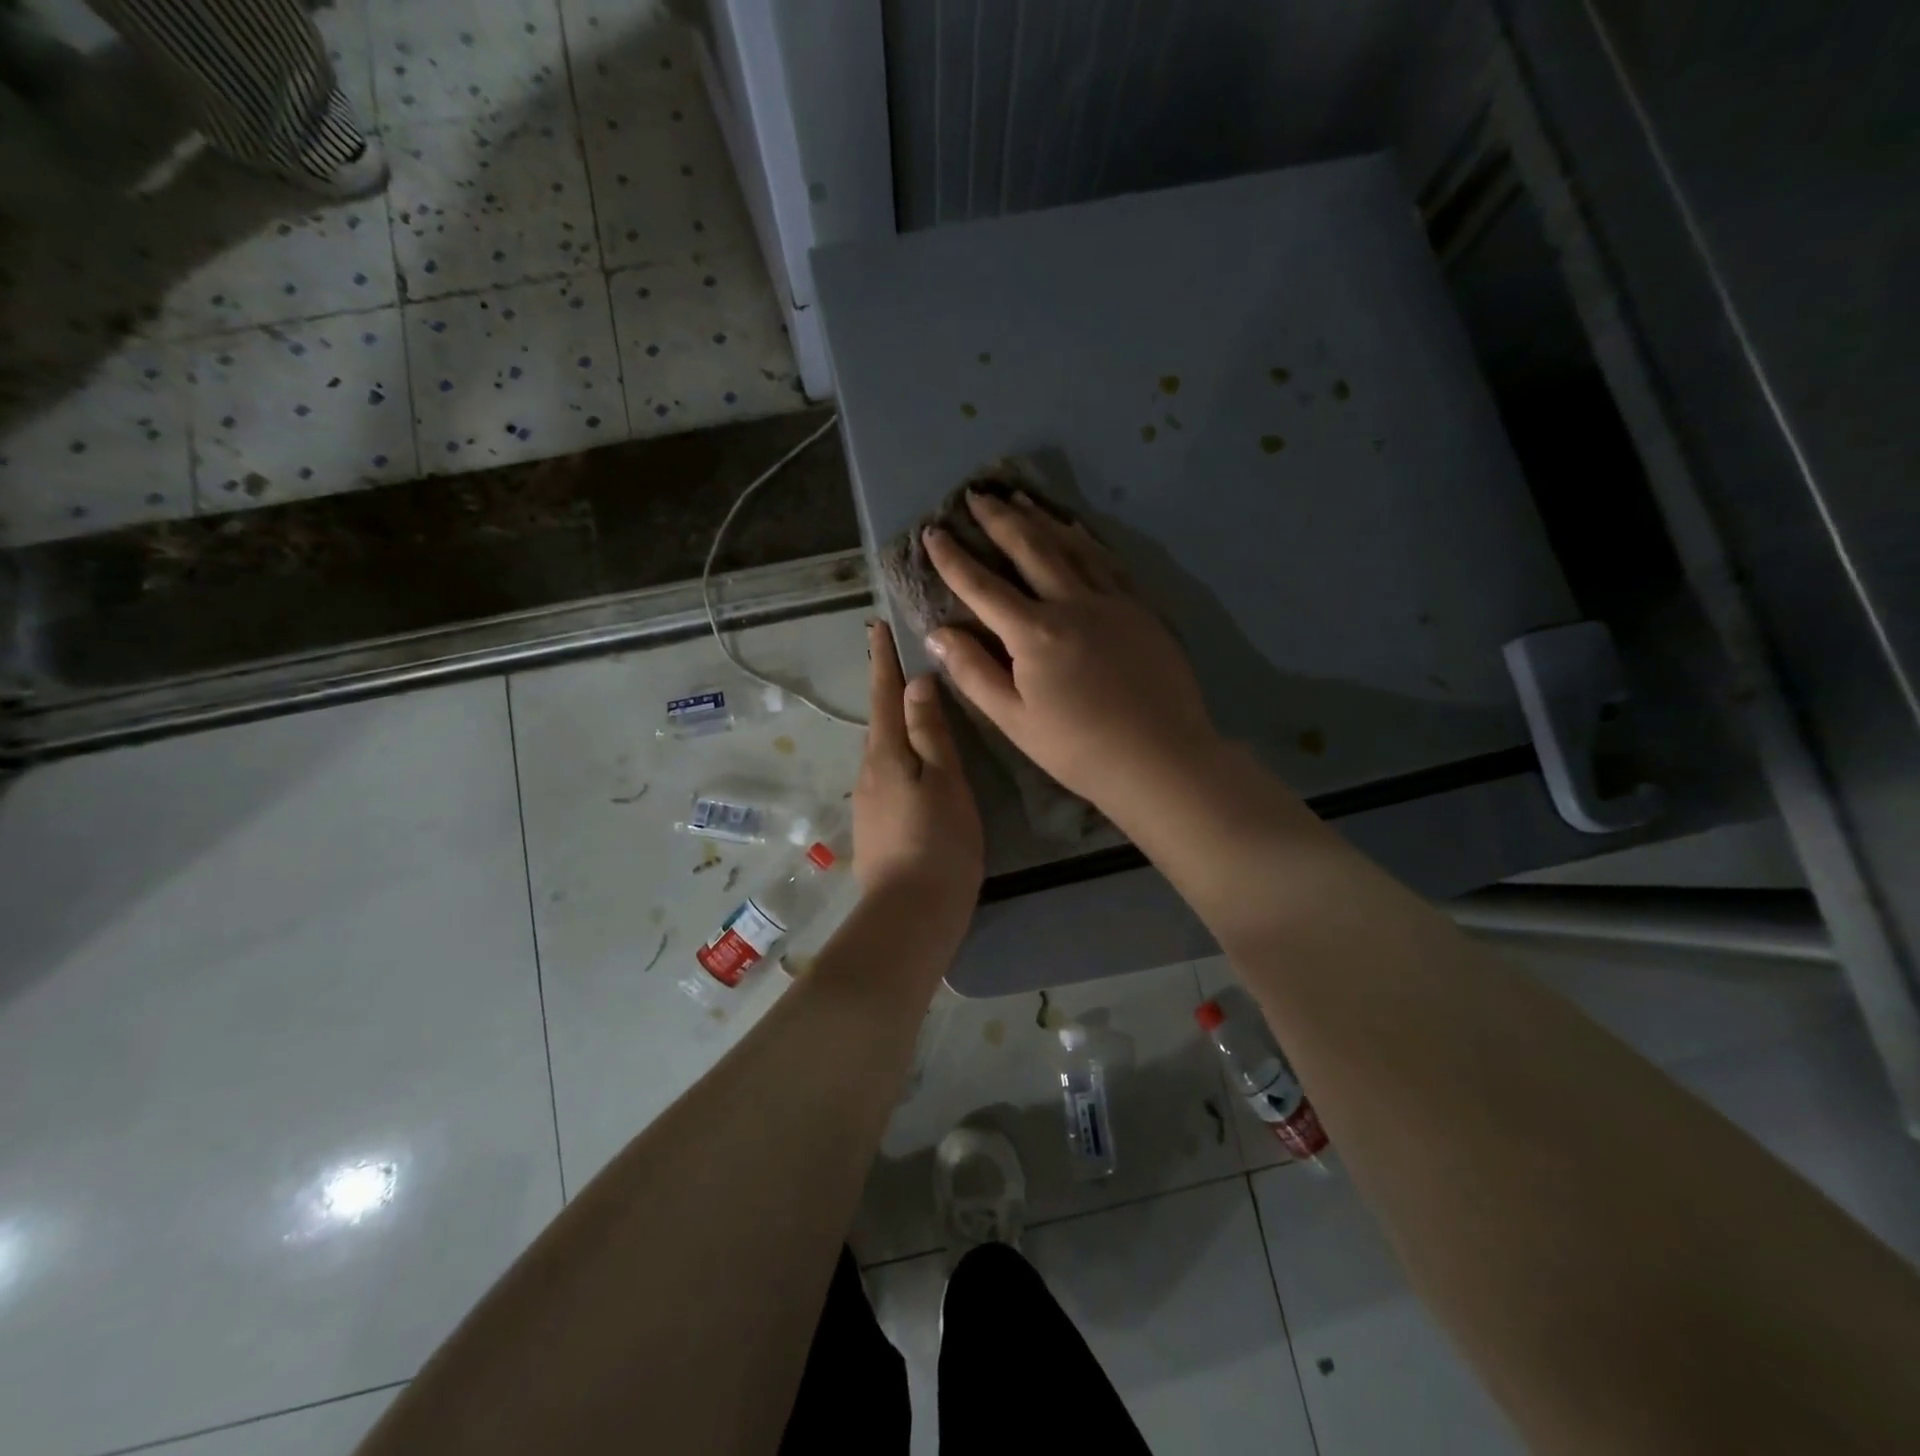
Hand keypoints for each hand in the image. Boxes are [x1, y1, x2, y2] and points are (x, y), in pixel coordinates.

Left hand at [852, 620, 983, 924]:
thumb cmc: (939, 843)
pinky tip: (914, 758)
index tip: (876, 626)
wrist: (910, 915)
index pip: (883, 694)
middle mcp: (868, 771)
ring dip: (893, 719)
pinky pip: (887, 772)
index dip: (882, 660)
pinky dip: (899, 751)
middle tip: (901, 657)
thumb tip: (916, 683)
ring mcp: (868, 800)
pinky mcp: (876, 824)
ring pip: (883, 747)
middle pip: (879, 719)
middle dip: (886, 686)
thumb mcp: (944, 782)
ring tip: (913, 701)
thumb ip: (929, 733)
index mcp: (886, 754)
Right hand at [922, 490, 1219, 813]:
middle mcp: (1071, 603)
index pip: (982, 586)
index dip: (953, 558)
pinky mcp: (1139, 608)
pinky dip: (1084, 539)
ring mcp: (1111, 601)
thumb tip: (938, 633)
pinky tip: (1074, 529)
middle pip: (1029, 549)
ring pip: (1070, 546)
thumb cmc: (1079, 748)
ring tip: (1018, 498)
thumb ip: (974, 672)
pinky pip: (1106, 561)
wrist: (1161, 757)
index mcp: (1034, 633)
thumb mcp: (1014, 720)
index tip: (932, 533)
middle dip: (998, 519)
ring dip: (1039, 519)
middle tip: (976, 495)